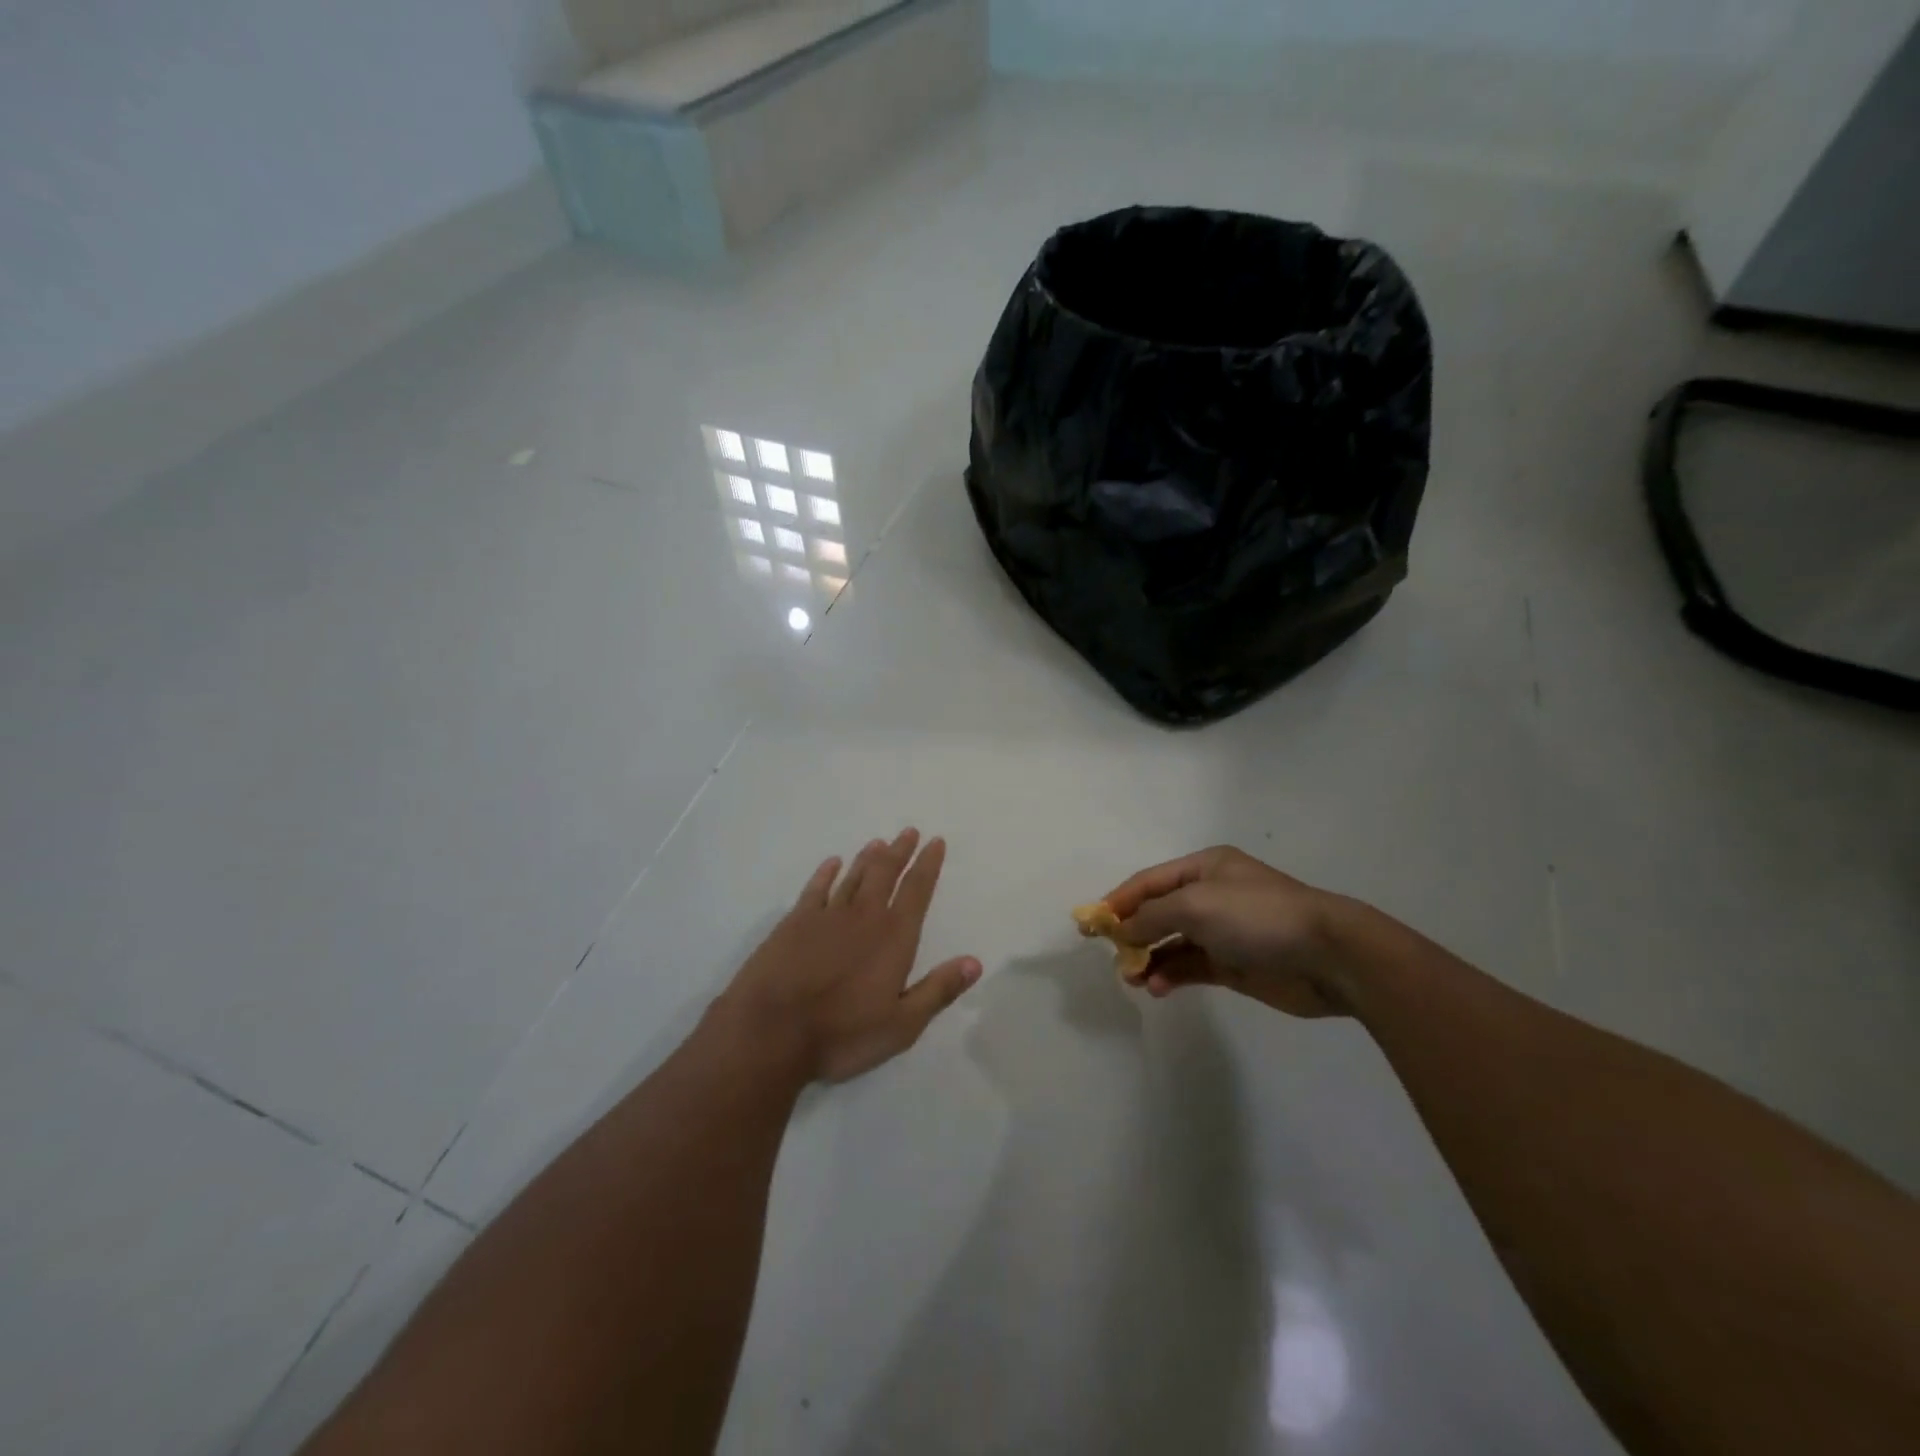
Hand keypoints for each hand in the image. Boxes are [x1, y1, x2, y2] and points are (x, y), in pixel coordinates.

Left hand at [715, 829, 981, 1083]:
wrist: (771, 1030)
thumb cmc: (842, 1034)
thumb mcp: (902, 1025)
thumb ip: (938, 990)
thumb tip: (975, 962)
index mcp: (894, 937)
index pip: (917, 891)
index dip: (928, 865)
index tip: (936, 842)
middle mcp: (864, 916)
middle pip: (886, 874)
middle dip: (900, 852)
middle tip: (909, 831)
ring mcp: (826, 916)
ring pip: (854, 876)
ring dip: (868, 858)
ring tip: (879, 842)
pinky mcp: (795, 922)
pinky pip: (816, 889)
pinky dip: (827, 873)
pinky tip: (833, 863)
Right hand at [1104, 846, 1357, 1016]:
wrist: (1329, 955)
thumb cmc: (1257, 915)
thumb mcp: (1195, 905)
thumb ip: (1151, 916)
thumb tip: (1122, 931)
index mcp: (1204, 868)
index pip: (1149, 881)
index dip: (1119, 900)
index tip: (1091, 924)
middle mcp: (1211, 896)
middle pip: (1159, 912)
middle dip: (1132, 932)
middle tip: (1111, 956)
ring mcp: (1224, 931)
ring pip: (1172, 943)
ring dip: (1149, 958)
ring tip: (1132, 978)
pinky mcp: (1235, 964)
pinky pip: (1191, 967)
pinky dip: (1171, 975)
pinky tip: (1158, 987)